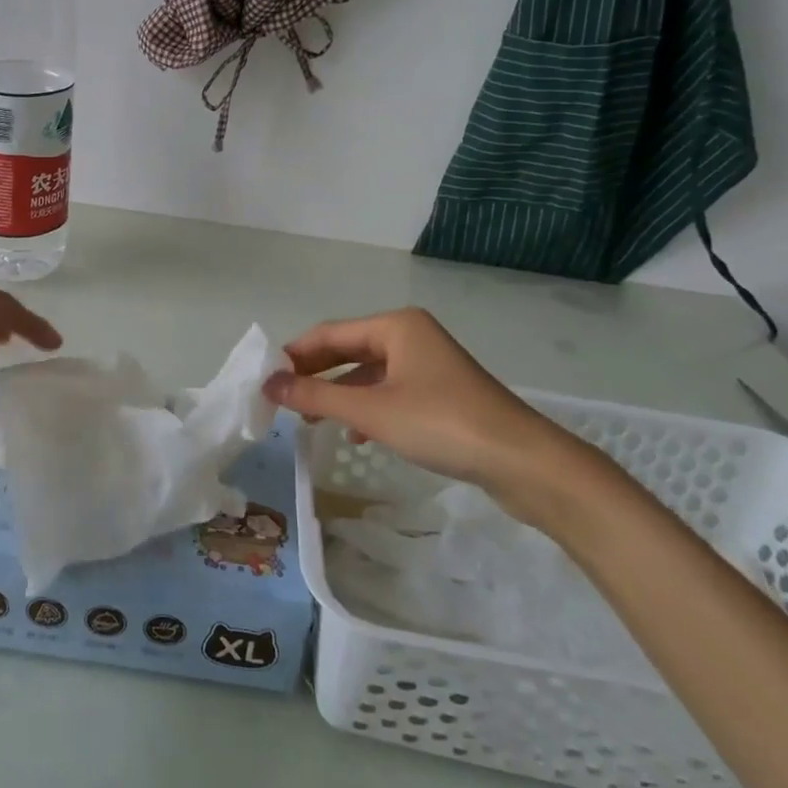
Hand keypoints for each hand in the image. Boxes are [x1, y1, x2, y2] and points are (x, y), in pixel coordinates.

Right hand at [263, 307, 579, 519]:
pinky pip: (390, 391)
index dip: (294, 355)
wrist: (523, 462)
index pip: (329, 334)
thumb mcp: (371, 411)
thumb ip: (317, 396)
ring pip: (369, 373)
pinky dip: (368, 407)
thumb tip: (268, 384)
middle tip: (281, 400)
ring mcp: (429, 364)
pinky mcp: (442, 392)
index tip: (265, 379)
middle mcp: (410, 335)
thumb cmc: (441, 424)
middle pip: (348, 350)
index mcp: (395, 326)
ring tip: (310, 419)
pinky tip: (356, 434)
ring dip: (339, 394)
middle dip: (315, 375)